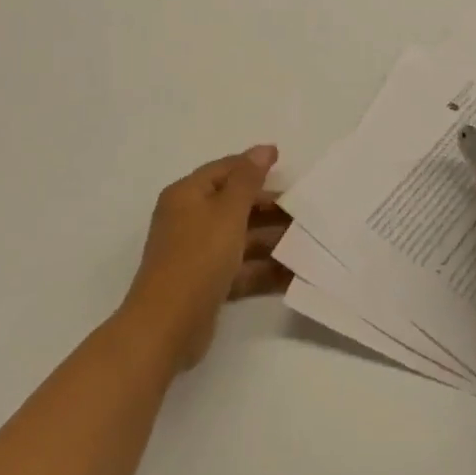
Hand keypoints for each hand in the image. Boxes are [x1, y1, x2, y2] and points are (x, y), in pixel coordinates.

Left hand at [120, 146, 291, 369]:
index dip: (253, 165)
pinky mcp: (207, 284)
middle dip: (269, 208)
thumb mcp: (227, 212)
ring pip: (241, 238)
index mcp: (187, 195)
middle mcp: (189, 219)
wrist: (167, 326)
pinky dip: (264, 269)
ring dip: (272, 240)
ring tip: (308, 243)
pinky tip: (294, 273)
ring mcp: (197, 254)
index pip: (224, 170)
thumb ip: (248, 179)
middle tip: (305, 211)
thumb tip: (264, 148)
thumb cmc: (198, 257)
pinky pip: (240, 268)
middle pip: (234, 205)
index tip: (286, 166)